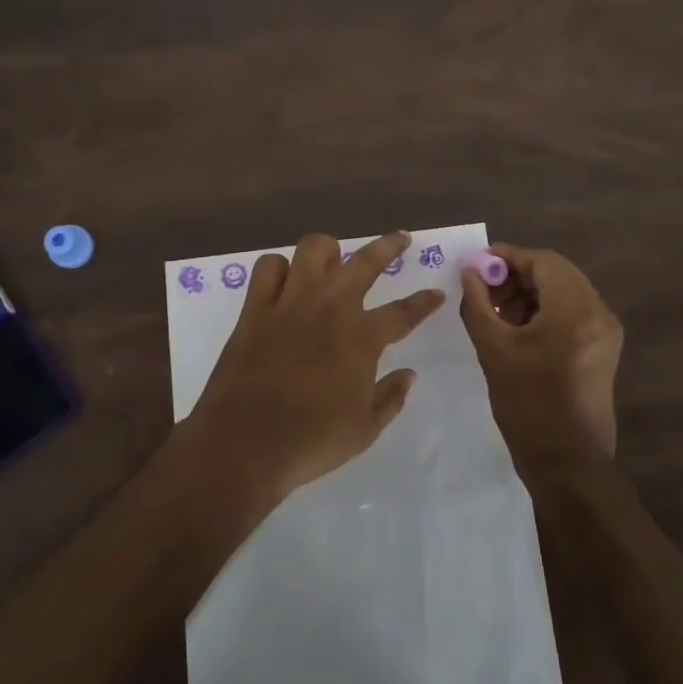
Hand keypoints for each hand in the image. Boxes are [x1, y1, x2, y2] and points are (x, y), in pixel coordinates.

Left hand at [186, 231, 443, 507]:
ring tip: (333, 259)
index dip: (424, 302)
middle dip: (389, 246)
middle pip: (365, 261)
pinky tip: (284, 281)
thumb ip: (391, 397)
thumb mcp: (364, 429)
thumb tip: (409, 374)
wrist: (245, 444)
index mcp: (361, 337)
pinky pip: (268, 267)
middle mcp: (329, 307)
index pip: (403, 312)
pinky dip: (278, 268)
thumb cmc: (311, 440)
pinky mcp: (255, 307)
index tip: (437, 293)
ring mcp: (290, 302)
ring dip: (328, 250)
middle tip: (400, 239)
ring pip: (313, 249)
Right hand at [459, 244, 622, 480]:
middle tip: (484, 289)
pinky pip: (572, 312)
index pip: (542, 261)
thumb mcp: (493, 349)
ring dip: (530, 292)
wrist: (568, 464)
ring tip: (497, 311)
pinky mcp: (604, 349)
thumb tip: (469, 271)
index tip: (477, 265)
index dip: (507, 257)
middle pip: (556, 273)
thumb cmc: (528, 404)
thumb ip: (478, 303)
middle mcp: (598, 312)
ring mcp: (605, 331)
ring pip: (564, 291)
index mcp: (575, 309)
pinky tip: (518, 328)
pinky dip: (545, 310)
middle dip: (517, 274)